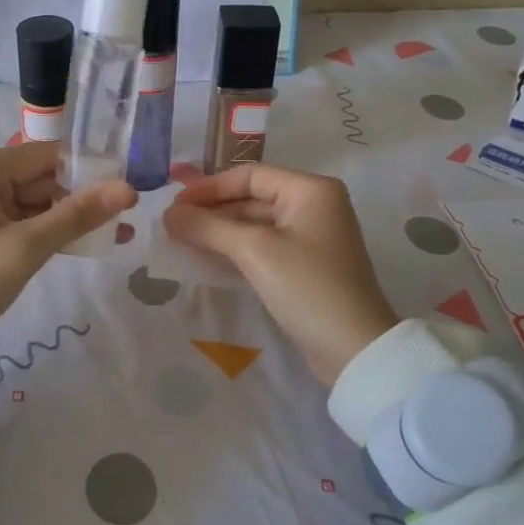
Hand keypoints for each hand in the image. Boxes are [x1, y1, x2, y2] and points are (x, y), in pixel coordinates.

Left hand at [0, 142, 135, 366]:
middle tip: (128, 216)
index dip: (88, 169)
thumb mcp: (24, 249)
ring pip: (35, 203)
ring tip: (119, 233)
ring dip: (70, 218)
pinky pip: (22, 222)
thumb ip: (77, 216)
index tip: (128, 186)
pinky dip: (49, 233)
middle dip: (82, 197)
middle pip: (41, 178)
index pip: (46, 155)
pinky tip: (85, 244)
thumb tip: (129, 188)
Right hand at [164, 164, 396, 385]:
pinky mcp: (307, 266)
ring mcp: (313, 237)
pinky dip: (237, 249)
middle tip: (173, 224)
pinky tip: (209, 258)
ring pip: (257, 224)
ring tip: (183, 240)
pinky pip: (265, 246)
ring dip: (221, 231)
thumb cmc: (307, 287)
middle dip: (213, 210)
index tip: (174, 204)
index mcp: (311, 190)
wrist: (355, 349)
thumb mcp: (254, 251)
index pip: (250, 175)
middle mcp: (315, 206)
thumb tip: (168, 213)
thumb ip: (208, 227)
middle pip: (253, 198)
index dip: (209, 187)